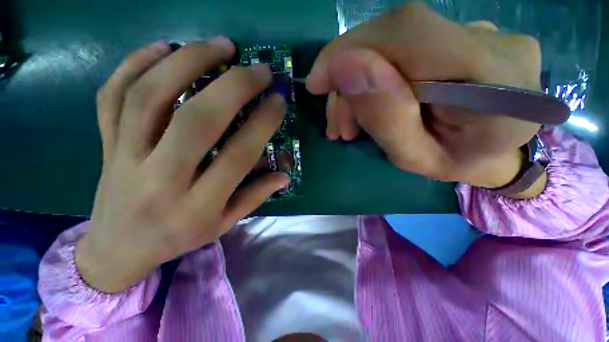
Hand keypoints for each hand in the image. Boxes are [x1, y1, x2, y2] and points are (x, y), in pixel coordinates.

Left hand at [76, 38, 288, 292]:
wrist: (118, 248)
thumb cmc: (177, 237)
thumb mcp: (223, 224)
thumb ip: (255, 196)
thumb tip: (285, 176)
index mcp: (197, 206)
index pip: (238, 156)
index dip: (262, 124)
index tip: (278, 100)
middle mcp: (160, 179)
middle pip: (197, 121)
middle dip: (234, 86)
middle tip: (259, 68)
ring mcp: (124, 157)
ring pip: (151, 97)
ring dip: (188, 61)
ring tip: (220, 46)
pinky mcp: (105, 144)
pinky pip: (112, 95)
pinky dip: (135, 63)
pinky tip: (162, 48)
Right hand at [307, 3, 544, 193]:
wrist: (492, 152)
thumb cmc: (454, 164)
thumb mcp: (412, 158)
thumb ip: (385, 117)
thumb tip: (344, 65)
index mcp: (495, 86)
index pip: (409, 33)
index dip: (351, 49)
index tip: (317, 83)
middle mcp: (496, 44)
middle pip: (396, 38)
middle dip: (350, 79)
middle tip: (339, 124)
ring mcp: (485, 32)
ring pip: (396, 43)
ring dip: (360, 83)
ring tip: (349, 124)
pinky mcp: (468, 34)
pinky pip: (407, 46)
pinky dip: (377, 74)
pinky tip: (369, 103)